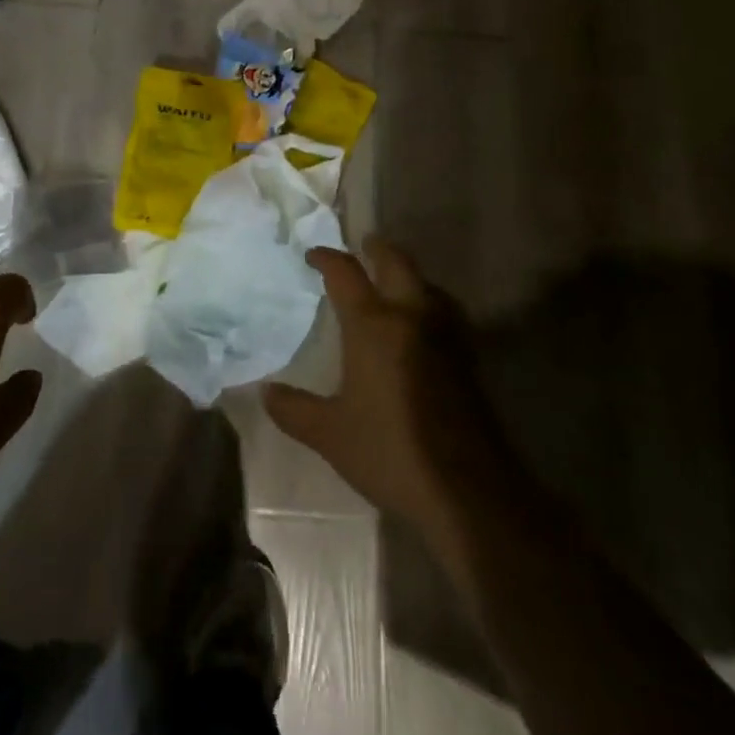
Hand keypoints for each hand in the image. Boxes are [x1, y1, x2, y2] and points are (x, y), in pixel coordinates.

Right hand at [265, 239, 504, 540]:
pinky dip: (429, 302)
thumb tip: (266, 392)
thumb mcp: (331, 435)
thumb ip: (295, 409)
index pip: (346, 274)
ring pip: (428, 285)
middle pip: (397, 263)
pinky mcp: (468, 359)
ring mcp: (445, 336)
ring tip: (394, 281)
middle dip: (378, 248)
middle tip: (364, 244)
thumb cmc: (391, 451)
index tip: (312, 255)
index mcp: (373, 326)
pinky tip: (423, 325)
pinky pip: (445, 312)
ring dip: (409, 274)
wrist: (468, 490)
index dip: (327, 258)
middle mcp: (411, 317)